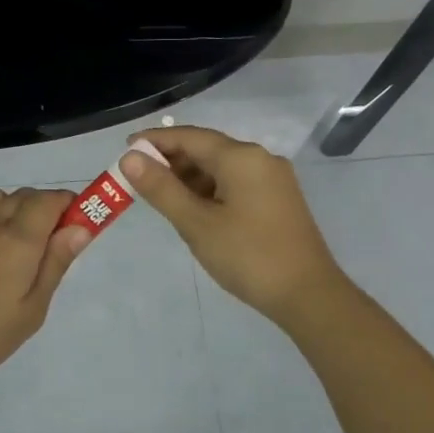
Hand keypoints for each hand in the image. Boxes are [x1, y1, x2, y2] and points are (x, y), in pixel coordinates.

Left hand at [0, 187, 89, 396]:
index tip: (86, 227)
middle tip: (62, 247)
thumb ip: (55, 264)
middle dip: (52, 207)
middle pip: (29, 195)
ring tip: (33, 248)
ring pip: (6, 199)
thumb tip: (80, 227)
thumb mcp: (31, 310)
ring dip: (26, 208)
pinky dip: (3, 215)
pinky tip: (4, 251)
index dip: (73, 204)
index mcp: (19, 240)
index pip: (51, 199)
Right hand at [121, 126, 349, 325]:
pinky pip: (236, 182)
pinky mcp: (279, 199)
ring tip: (161, 197)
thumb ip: (161, 189)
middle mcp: (260, 158)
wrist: (308, 295)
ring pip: (222, 167)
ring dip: (190, 177)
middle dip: (171, 160)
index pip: (189, 137)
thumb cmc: (248, 256)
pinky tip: (195, 209)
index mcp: (241, 157)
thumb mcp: (196, 224)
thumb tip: (130, 157)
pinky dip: (210, 189)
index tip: (126, 149)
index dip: (155, 141)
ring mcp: (273, 179)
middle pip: (207, 149)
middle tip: (138, 179)